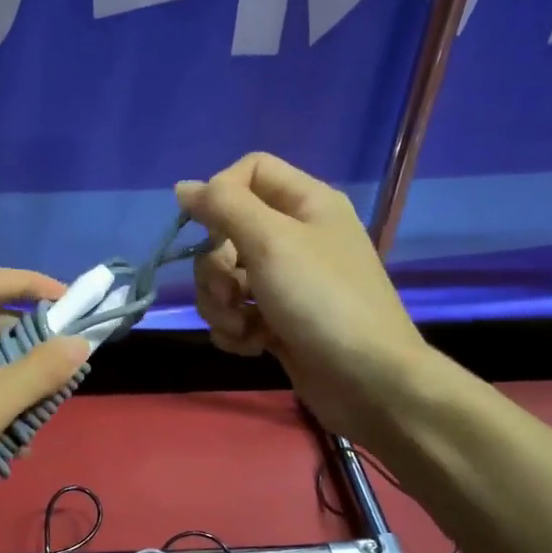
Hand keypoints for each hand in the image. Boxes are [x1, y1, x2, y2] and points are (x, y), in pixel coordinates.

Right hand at [176, 153, 427, 441]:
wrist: (368, 381)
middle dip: (214, 267)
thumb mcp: (270, 242)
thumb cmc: (321, 300)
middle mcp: (296, 236)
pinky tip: (252, 345)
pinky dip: (235, 329)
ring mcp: (287, 282)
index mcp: (306, 203)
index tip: (208, 228)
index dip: (221, 194)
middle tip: (229, 292)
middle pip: (227, 231)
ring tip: (243, 326)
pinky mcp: (278, 321)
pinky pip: (236, 312)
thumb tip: (183, 188)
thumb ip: (223, 206)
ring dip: (220, 304)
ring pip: (225, 277)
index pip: (249, 171)